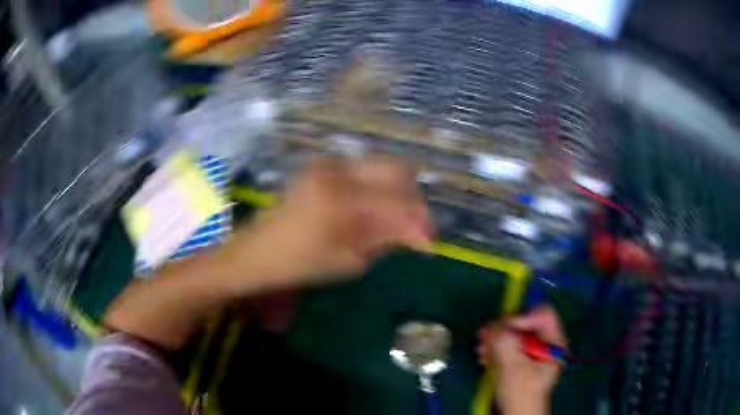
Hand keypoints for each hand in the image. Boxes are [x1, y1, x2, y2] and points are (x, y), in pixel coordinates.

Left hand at [222, 155, 433, 290]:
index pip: (400, 202)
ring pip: (382, 165)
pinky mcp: (322, 164)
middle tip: (413, 227)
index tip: (429, 241)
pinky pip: (363, 169)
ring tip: (392, 219)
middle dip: (413, 198)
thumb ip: (388, 239)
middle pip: (398, 169)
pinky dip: (376, 187)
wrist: (259, 250)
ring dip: (396, 191)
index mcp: (343, 200)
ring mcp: (328, 163)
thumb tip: (423, 234)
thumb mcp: (350, 261)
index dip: (421, 222)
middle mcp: (338, 171)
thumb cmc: (301, 264)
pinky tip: (370, 209)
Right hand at [477, 306, 565, 414]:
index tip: (501, 329)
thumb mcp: (514, 369)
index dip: (523, 317)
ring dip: (495, 339)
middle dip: (503, 329)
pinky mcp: (518, 358)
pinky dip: (493, 348)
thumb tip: (492, 326)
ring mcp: (531, 350)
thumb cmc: (521, 395)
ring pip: (513, 332)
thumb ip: (506, 345)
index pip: (542, 315)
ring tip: (481, 351)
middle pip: (525, 321)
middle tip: (483, 337)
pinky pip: (506, 343)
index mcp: (553, 342)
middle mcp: (544, 342)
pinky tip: (484, 358)